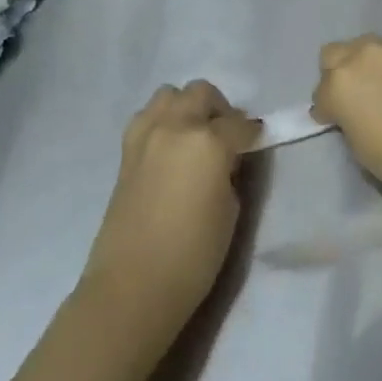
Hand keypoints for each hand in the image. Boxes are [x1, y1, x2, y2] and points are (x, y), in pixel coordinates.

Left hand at [81, 81, 256, 352]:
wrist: (132, 287)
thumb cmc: (193, 254)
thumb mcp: (231, 209)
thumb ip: (230, 171)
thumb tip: (226, 159)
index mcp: (208, 141)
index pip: (240, 123)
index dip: (252, 134)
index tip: (256, 144)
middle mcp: (176, 127)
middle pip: (201, 93)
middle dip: (219, 109)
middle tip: (226, 136)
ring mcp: (145, 136)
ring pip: (168, 95)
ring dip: (186, 107)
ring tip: (194, 136)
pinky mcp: (125, 153)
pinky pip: (146, 118)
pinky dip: (162, 121)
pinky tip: (170, 149)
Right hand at [313, 36, 381, 220]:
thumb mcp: (358, 147)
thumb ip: (347, 119)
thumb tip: (350, 113)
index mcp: (339, 83)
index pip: (321, 94)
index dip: (328, 112)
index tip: (338, 124)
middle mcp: (362, 56)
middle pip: (335, 55)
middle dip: (338, 75)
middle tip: (354, 101)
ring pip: (366, 48)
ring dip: (366, 66)